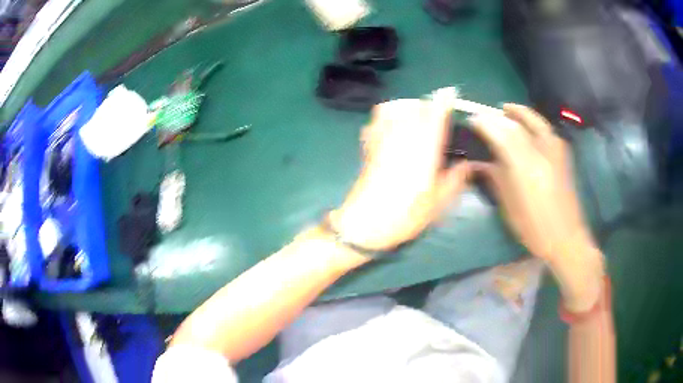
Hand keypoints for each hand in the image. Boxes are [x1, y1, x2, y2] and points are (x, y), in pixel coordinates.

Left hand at [330, 99, 469, 251]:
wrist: (365, 223)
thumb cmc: (406, 214)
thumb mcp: (439, 202)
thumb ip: (456, 179)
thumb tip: (468, 164)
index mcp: (424, 147)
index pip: (435, 113)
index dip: (444, 101)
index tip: (450, 94)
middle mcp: (402, 135)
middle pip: (414, 105)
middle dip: (427, 105)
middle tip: (436, 118)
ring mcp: (382, 137)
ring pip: (393, 107)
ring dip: (406, 107)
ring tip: (414, 120)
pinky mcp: (367, 144)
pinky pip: (376, 119)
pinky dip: (386, 116)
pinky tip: (392, 129)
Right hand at [469, 104, 603, 310]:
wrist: (567, 238)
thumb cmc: (535, 228)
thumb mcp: (510, 207)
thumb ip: (496, 178)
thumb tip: (479, 162)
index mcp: (526, 168)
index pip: (501, 134)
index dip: (485, 123)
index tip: (472, 120)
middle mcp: (542, 152)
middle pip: (517, 123)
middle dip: (498, 116)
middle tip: (485, 115)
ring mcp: (556, 151)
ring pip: (534, 120)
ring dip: (518, 112)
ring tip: (506, 110)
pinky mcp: (563, 154)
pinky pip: (545, 128)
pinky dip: (532, 121)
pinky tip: (527, 125)